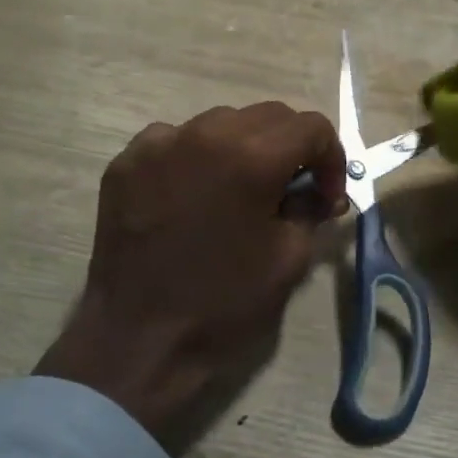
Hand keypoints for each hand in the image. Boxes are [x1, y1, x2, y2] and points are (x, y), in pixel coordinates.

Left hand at [37, 102, 347, 454]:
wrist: (136, 342)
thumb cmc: (223, 305)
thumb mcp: (289, 259)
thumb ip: (311, 210)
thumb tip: (319, 192)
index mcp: (250, 158)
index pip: (310, 127)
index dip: (331, 158)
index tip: (326, 196)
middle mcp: (203, 134)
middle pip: (268, 115)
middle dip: (291, 148)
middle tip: (292, 191)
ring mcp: (157, 144)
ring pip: (220, 122)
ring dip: (244, 147)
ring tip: (241, 192)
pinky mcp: (125, 162)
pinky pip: (176, 140)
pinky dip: (197, 157)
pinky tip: (195, 195)